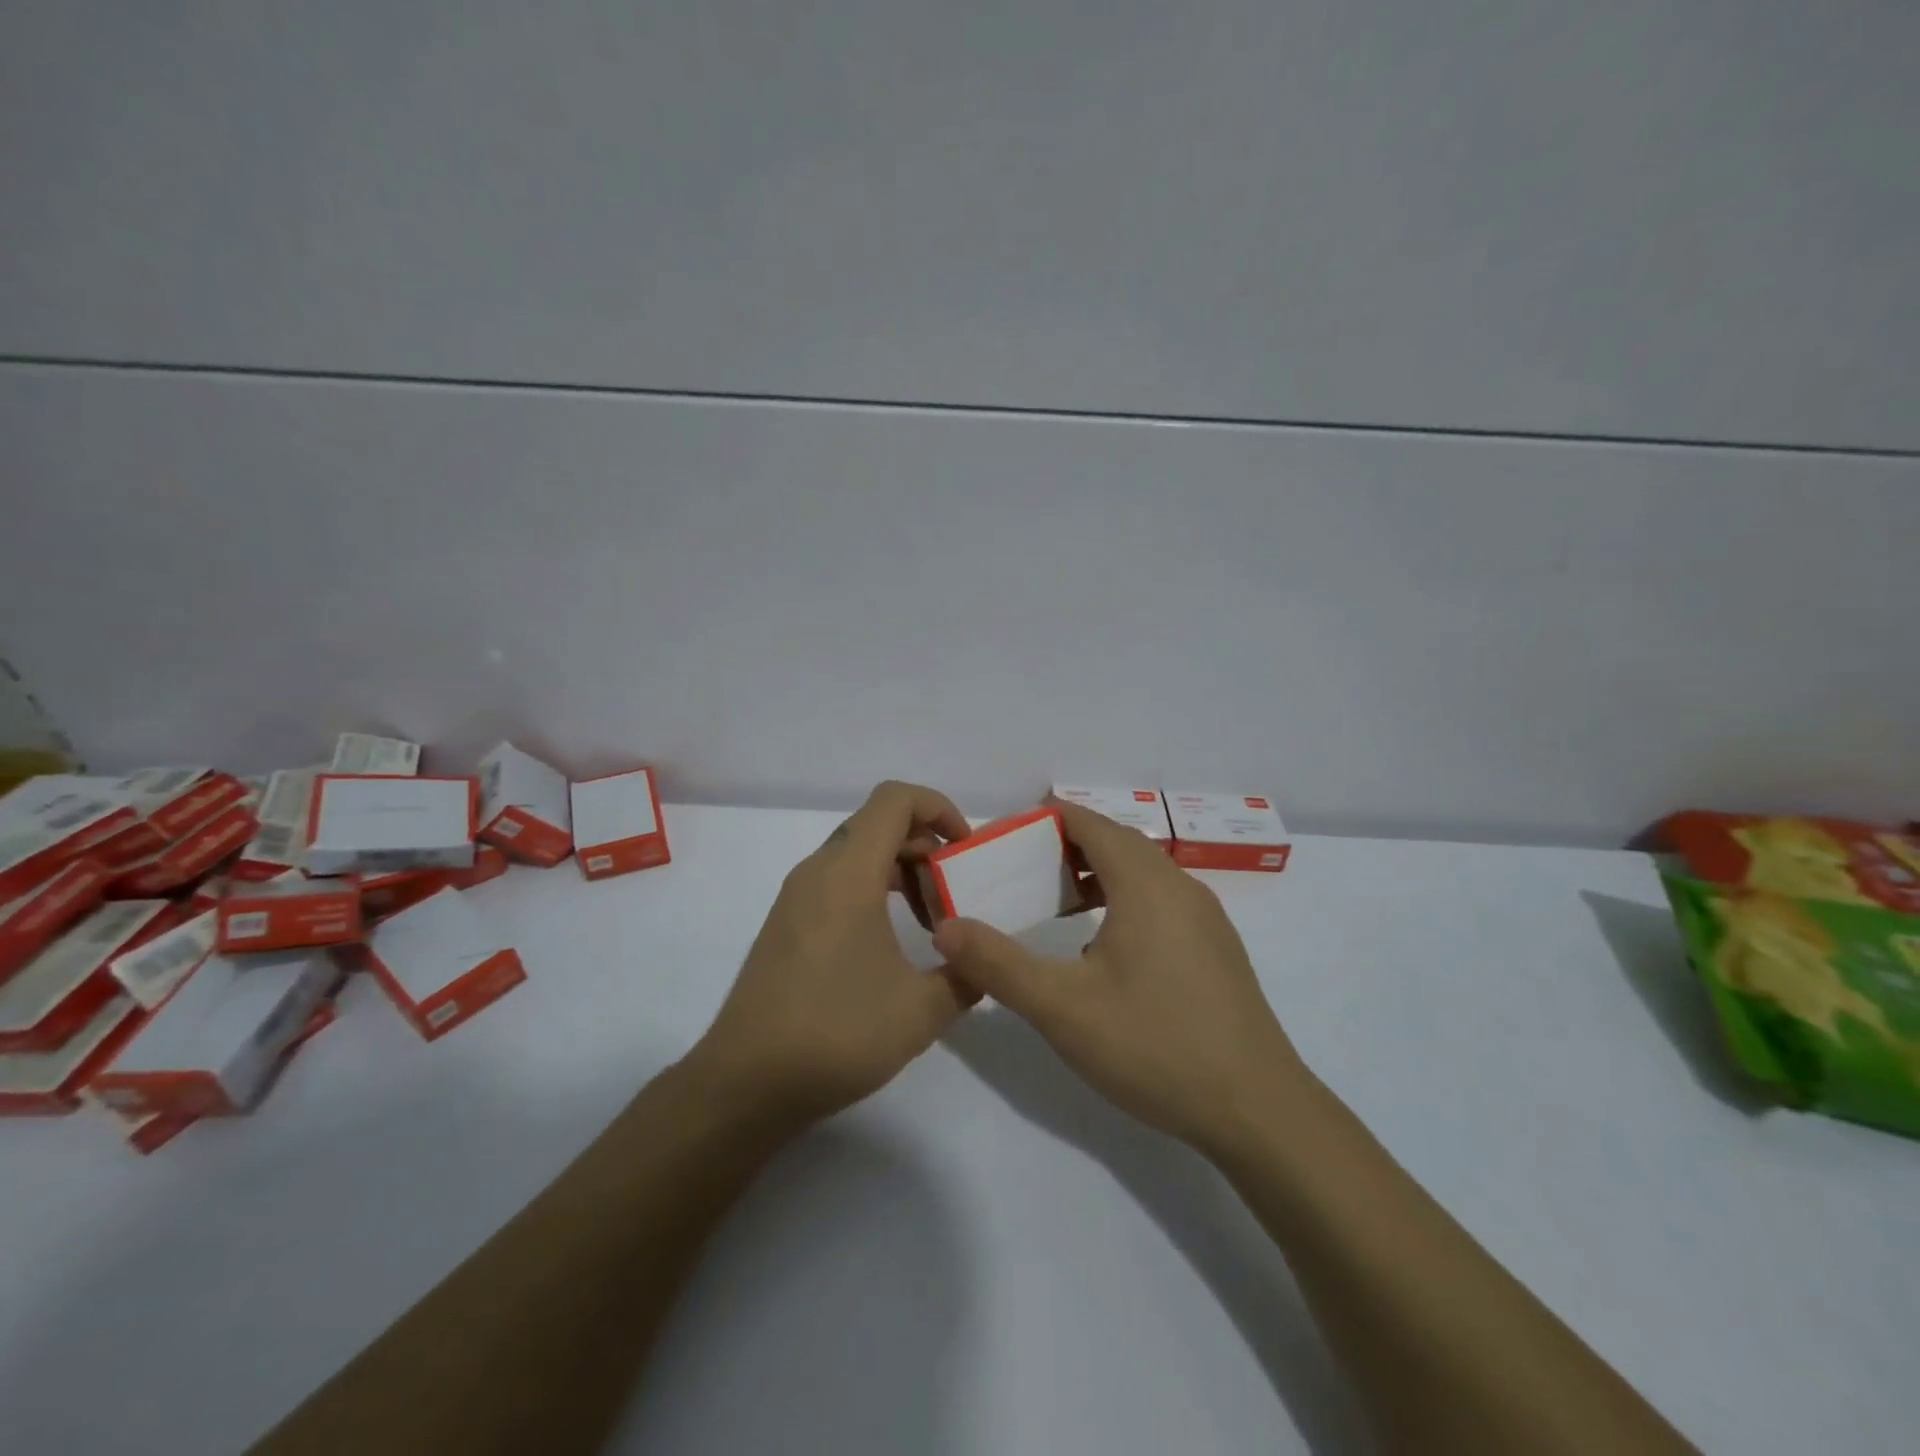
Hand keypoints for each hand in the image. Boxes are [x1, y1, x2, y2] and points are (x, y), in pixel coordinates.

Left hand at [689, 781, 976, 1122]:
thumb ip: (967, 976)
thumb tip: (984, 962)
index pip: (895, 799)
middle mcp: (818, 872)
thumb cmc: (837, 1032)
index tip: (964, 849)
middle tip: (955, 891)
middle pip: (878, 824)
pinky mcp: (787, 925)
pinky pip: (837, 882)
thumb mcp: (922, 1010)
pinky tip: (892, 944)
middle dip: (925, 845)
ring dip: (900, 871)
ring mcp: (796, 898)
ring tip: (933, 922)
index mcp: (848, 873)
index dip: (938, 807)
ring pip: (857, 854)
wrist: (746, 1083)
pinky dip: (873, 891)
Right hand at [934, 800, 1306, 1152]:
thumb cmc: (1155, 1045)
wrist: (1257, 1109)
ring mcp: (1204, 917)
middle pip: (1115, 842)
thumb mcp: (1062, 1008)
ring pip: (1141, 873)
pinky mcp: (1215, 948)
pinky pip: (1160, 901)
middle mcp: (1179, 885)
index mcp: (1145, 883)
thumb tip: (945, 928)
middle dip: (1064, 848)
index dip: (1043, 820)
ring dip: (1095, 876)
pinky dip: (1122, 901)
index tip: (1003, 840)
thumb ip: (998, 964)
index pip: (1088, 822)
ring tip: (1053, 906)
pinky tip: (1102, 948)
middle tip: (1019, 873)